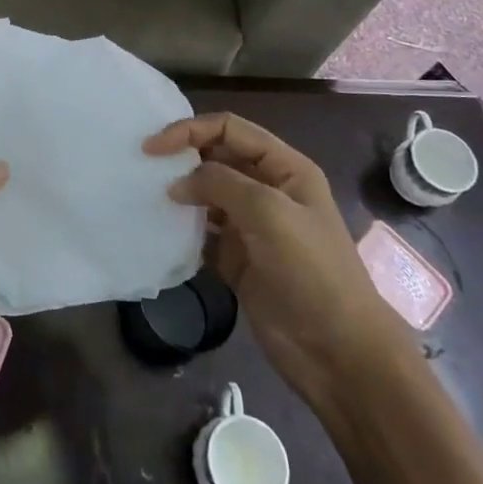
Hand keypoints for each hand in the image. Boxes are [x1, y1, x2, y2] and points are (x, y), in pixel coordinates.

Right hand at [147, 113, 403, 407]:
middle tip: (143, 170)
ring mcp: (251, 227)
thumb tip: (178, 182)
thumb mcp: (269, 213)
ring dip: (179, 194)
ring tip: (145, 197)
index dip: (190, 130)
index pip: (230, 130)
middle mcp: (267, 190)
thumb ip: (221, 183)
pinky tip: (160, 232)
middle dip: (182, 159)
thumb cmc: (311, 271)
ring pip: (206, 195)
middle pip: (216, 158)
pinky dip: (182, 230)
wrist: (339, 353)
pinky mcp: (237, 260)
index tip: (153, 147)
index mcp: (285, 168)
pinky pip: (202, 234)